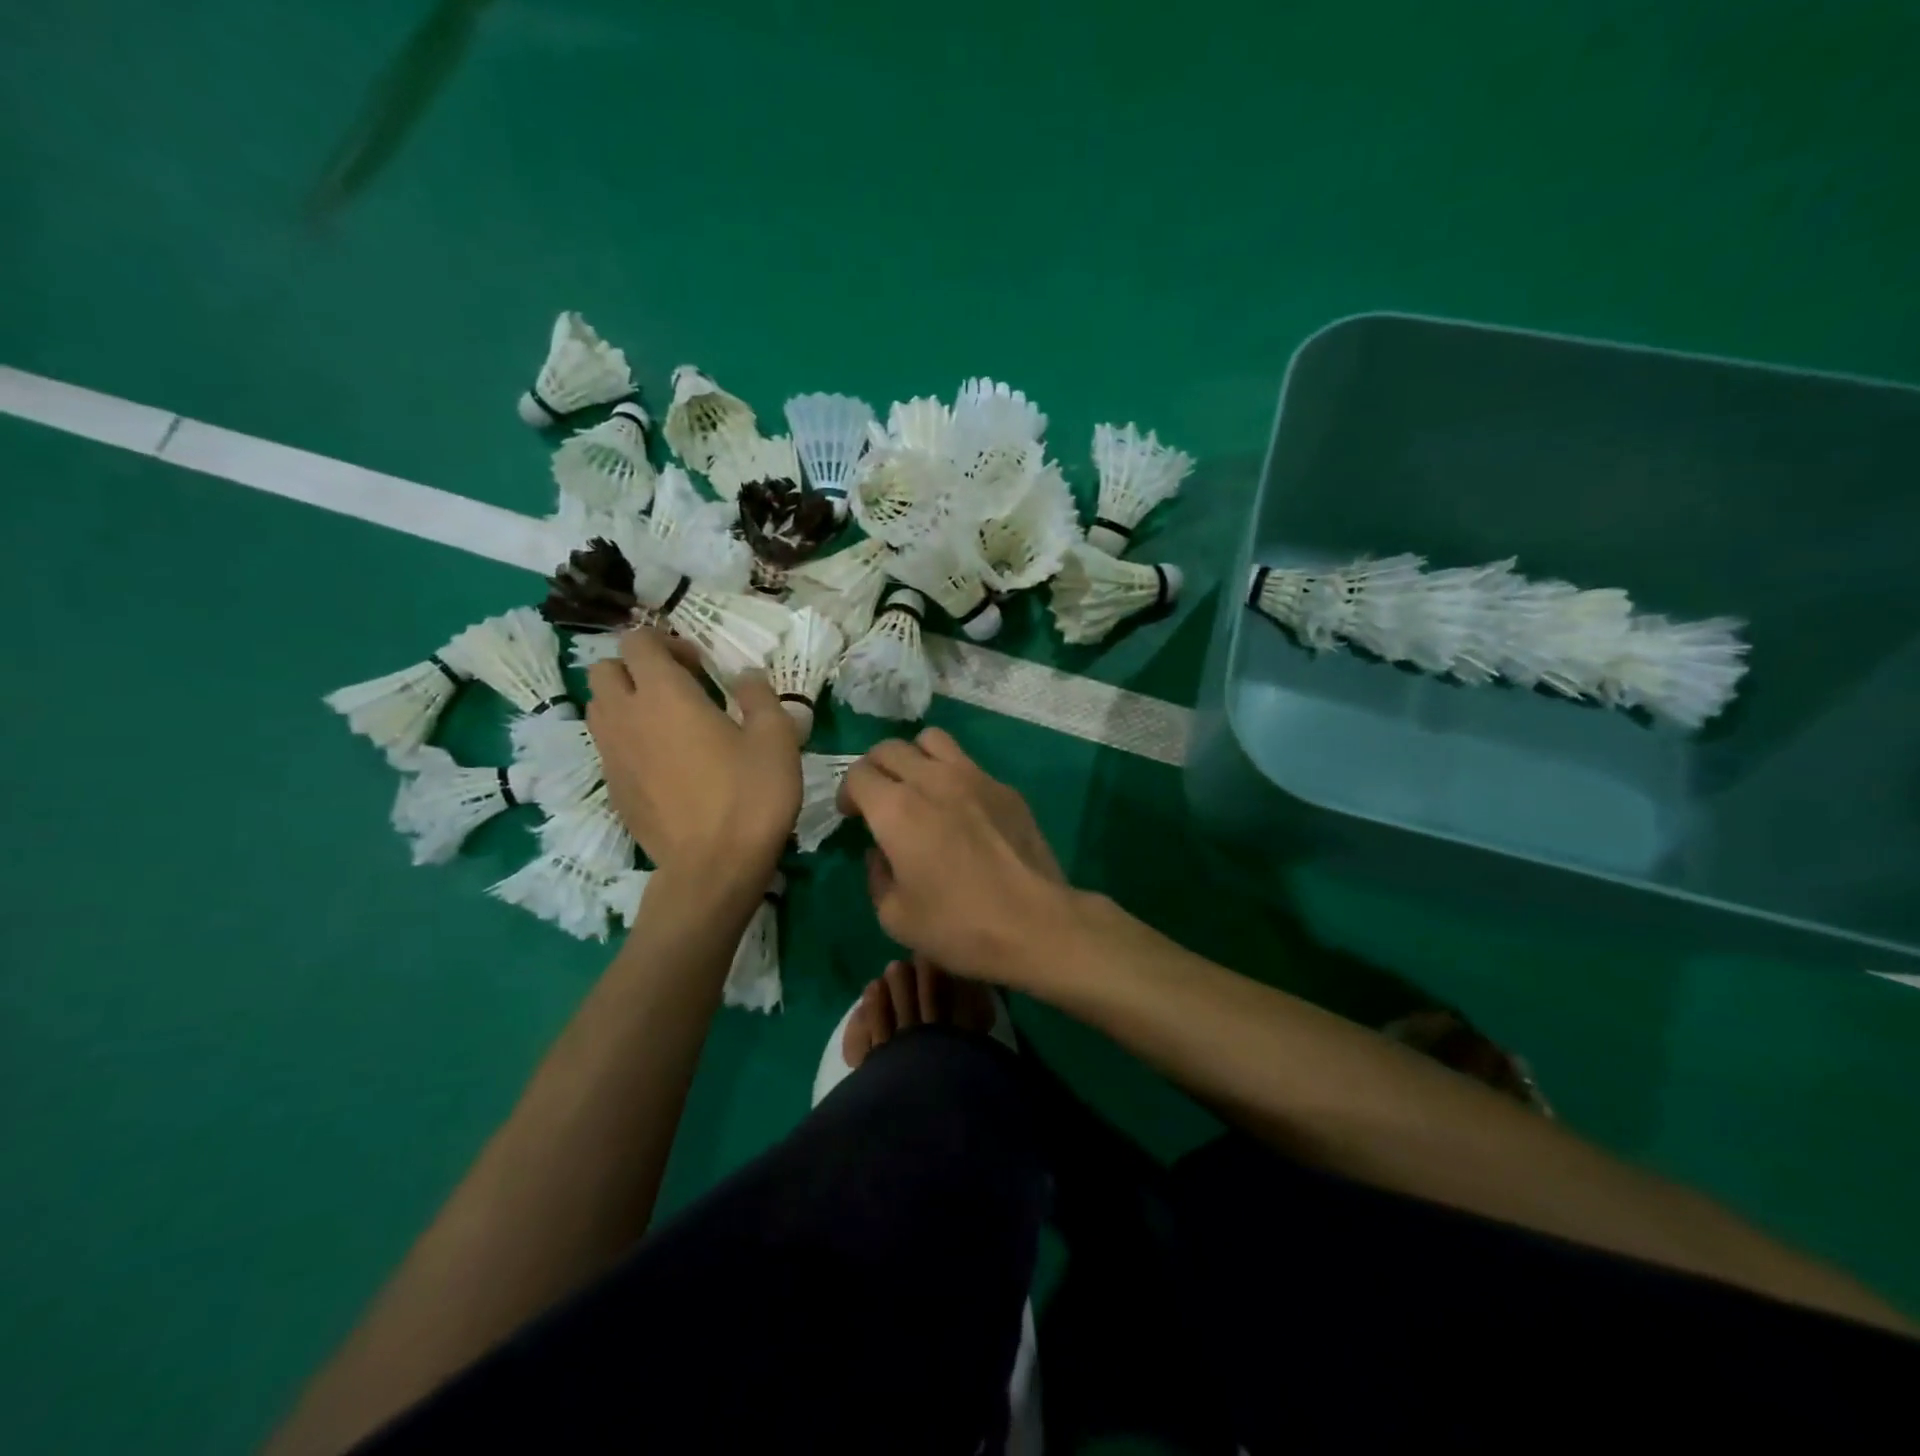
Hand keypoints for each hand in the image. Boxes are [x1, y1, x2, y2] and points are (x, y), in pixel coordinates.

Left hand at [586, 629, 799, 886]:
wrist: (713, 867)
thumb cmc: (749, 795)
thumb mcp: (776, 737)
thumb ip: (758, 695)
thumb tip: (744, 675)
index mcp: (663, 694)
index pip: (637, 641)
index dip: (667, 643)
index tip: (700, 667)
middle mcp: (625, 716)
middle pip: (605, 669)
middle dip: (636, 669)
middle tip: (679, 689)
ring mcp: (612, 755)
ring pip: (599, 708)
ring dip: (626, 702)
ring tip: (667, 723)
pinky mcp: (612, 788)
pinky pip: (608, 746)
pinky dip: (628, 739)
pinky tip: (665, 763)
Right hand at [837, 728, 1073, 985]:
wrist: (1035, 923)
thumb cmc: (958, 925)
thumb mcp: (895, 916)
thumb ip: (877, 876)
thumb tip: (881, 854)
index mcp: (896, 808)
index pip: (858, 774)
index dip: (848, 793)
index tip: (853, 817)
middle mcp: (932, 779)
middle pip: (890, 748)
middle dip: (875, 769)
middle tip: (878, 800)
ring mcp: (974, 777)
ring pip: (932, 740)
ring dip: (914, 758)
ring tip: (918, 789)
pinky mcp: (1005, 788)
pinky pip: (968, 764)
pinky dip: (952, 776)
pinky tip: (961, 810)